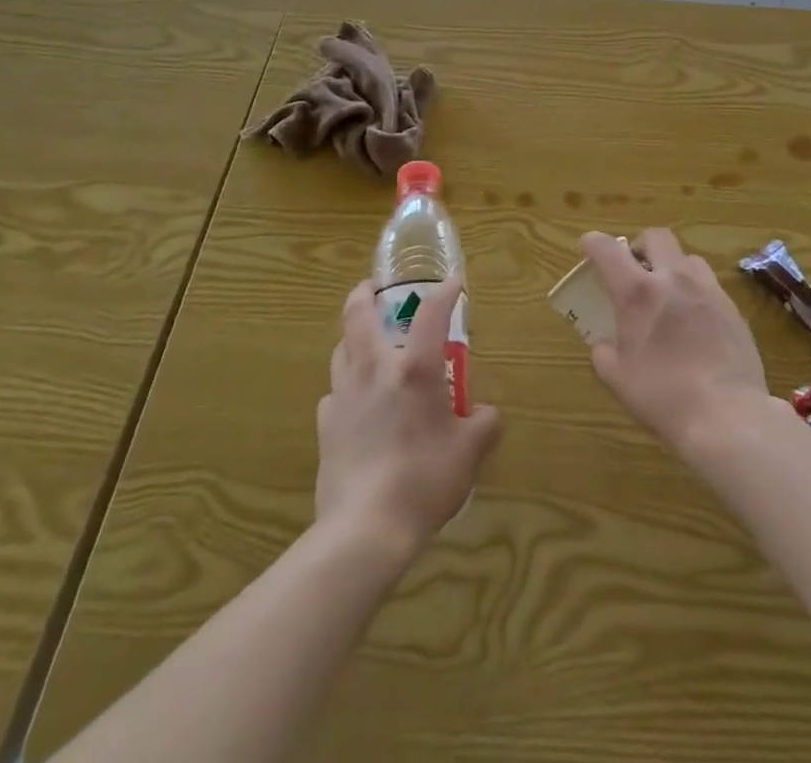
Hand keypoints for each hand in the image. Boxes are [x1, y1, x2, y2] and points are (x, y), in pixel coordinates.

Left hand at [315, 276, 502, 558]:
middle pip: (358, 315)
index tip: (454, 283)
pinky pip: (334, 392)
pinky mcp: (325, 425)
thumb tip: (485, 414)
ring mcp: (344, 395)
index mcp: (414, 369)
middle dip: (364, 293)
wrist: (365, 527)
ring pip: (341, 349)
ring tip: (366, 343)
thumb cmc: (425, 480)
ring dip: (353, 338)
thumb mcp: (470, 453)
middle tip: (374, 288)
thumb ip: (484, 424)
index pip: (431, 313)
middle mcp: (375, 370)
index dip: (444, 292)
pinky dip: (346, 387)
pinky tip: (357, 403)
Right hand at [580, 229, 771, 457]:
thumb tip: (605, 342)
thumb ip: (604, 351)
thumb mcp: (617, 378)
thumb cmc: (663, 396)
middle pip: (655, 236)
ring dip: (672, 267)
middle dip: (639, 247)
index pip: (607, 248)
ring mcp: (707, 290)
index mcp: (638, 292)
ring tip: (668, 296)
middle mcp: (674, 278)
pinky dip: (695, 292)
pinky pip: (708, 285)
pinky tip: (694, 323)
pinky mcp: (732, 307)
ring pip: (687, 257)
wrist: (727, 415)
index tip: (587, 249)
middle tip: (634, 272)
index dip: (592, 243)